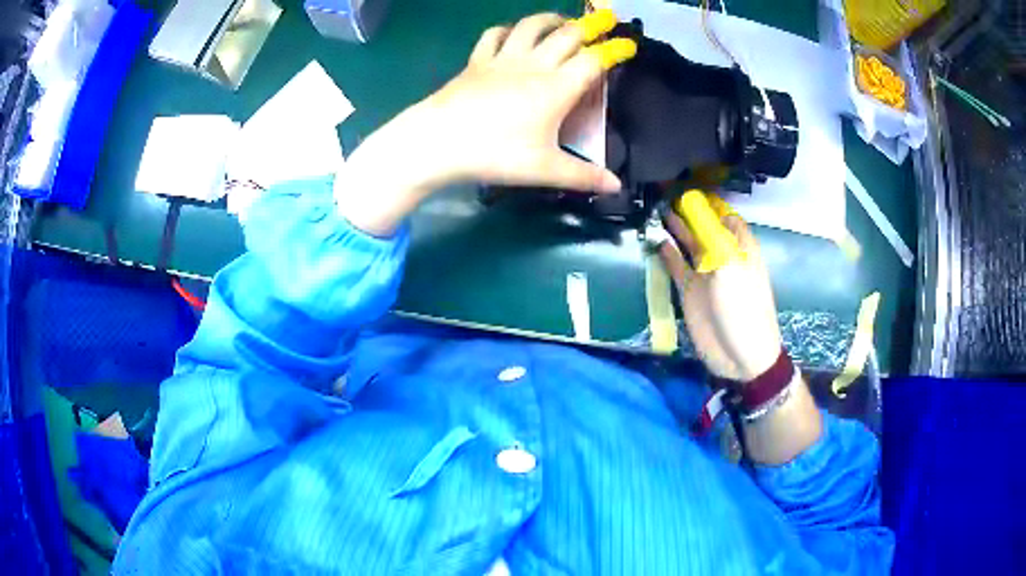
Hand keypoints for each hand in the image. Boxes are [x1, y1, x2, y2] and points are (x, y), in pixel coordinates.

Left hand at [421, 12, 631, 191]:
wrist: (438, 141)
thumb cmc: (496, 154)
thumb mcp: (545, 169)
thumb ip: (583, 176)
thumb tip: (616, 186)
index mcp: (557, 87)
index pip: (594, 60)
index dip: (615, 50)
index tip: (630, 44)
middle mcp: (533, 65)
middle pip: (567, 35)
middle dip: (591, 25)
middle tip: (605, 21)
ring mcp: (502, 59)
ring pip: (532, 26)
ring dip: (551, 19)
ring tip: (563, 21)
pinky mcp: (477, 61)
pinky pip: (494, 36)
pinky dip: (508, 30)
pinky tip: (512, 34)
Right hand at [658, 205, 782, 381]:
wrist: (740, 355)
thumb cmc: (743, 307)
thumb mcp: (730, 266)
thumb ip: (709, 235)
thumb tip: (691, 203)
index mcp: (739, 246)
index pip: (724, 214)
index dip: (707, 201)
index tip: (685, 186)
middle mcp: (722, 254)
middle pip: (703, 225)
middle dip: (686, 211)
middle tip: (661, 193)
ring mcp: (704, 273)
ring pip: (687, 243)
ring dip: (673, 229)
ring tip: (654, 210)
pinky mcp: (689, 290)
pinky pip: (675, 265)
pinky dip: (665, 253)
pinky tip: (653, 239)